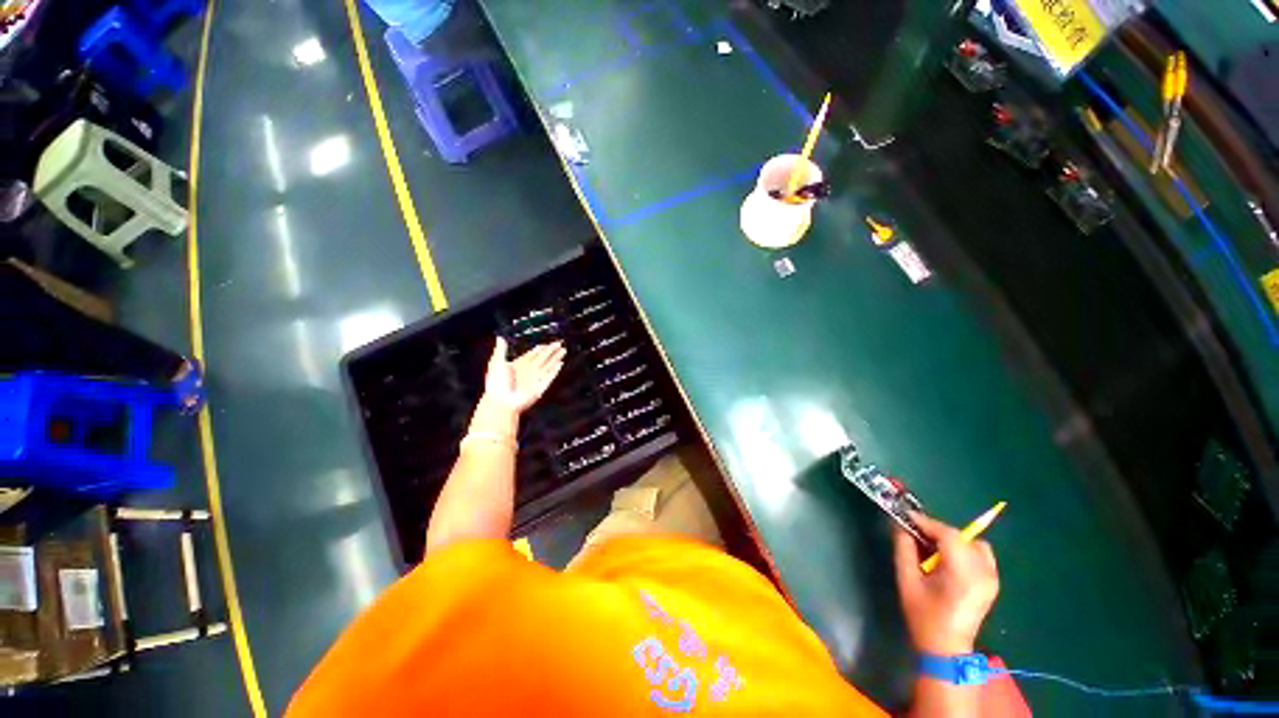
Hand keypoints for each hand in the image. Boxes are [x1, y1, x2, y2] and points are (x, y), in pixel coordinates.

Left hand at [481, 337, 565, 413]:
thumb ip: (501, 350)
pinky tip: (560, 364)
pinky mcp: (541, 386)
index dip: (538, 349)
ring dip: (556, 357)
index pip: (531, 354)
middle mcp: (528, 371)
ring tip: (563, 350)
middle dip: (551, 350)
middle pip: (542, 358)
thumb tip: (500, 337)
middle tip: (559, 343)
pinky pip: (550, 376)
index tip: (545, 344)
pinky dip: (555, 370)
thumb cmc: (496, 384)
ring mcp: (535, 378)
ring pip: (548, 365)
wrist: (502, 402)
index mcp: (518, 365)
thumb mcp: (496, 363)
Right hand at [893, 512, 999, 655]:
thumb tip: (900, 525)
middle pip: (962, 537)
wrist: (946, 649)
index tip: (906, 517)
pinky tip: (947, 560)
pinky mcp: (992, 583)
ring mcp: (992, 579)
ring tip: (933, 549)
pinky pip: (980, 555)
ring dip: (952, 540)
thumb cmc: (924, 615)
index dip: (926, 522)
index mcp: (963, 573)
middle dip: (938, 531)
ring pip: (974, 544)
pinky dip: (964, 550)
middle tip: (917, 535)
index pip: (948, 535)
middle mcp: (983, 573)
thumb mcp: (907, 580)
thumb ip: (904, 548)